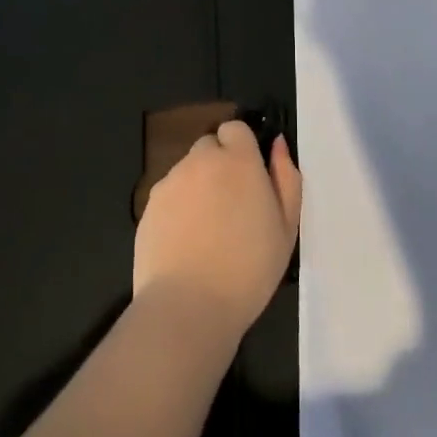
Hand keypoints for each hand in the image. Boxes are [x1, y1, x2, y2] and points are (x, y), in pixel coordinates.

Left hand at [134, 120, 301, 343]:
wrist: (188, 306)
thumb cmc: (249, 269)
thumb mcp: (287, 227)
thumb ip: (286, 177)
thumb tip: (277, 144)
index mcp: (237, 160)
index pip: (235, 129)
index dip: (242, 149)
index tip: (249, 178)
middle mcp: (200, 160)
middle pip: (209, 146)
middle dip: (219, 165)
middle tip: (231, 207)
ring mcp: (170, 182)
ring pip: (187, 171)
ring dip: (198, 186)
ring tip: (208, 231)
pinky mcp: (149, 206)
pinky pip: (168, 195)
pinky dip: (177, 209)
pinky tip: (185, 243)